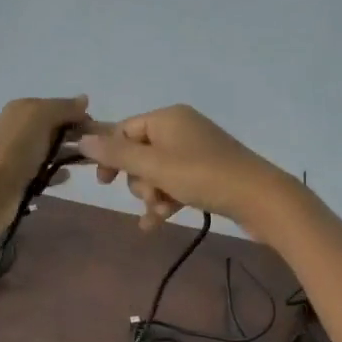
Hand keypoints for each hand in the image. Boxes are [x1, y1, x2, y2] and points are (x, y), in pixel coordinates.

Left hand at [0, 94, 90, 240]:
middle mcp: (22, 130)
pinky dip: (57, 173)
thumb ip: (63, 108)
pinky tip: (68, 177)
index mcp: (25, 110)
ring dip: (71, 155)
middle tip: (103, 151)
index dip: (82, 118)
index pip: (61, 109)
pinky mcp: (21, 181)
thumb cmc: (14, 150)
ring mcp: (21, 157)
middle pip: (58, 130)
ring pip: (52, 151)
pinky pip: (45, 173)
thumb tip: (84, 100)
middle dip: (80, 137)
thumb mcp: (39, 117)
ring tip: (94, 164)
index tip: (103, 133)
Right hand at [77, 104, 295, 235]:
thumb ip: (116, 154)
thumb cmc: (202, 176)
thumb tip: (81, 139)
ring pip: (156, 172)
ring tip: (161, 212)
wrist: (260, 198)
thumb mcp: (154, 166)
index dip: (111, 156)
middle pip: (140, 153)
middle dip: (139, 180)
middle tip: (150, 196)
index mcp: (167, 118)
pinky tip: (157, 224)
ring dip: (152, 195)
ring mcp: (196, 151)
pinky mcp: (208, 173)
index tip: (103, 183)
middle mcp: (181, 128)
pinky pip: (175, 183)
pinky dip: (166, 200)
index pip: (124, 130)